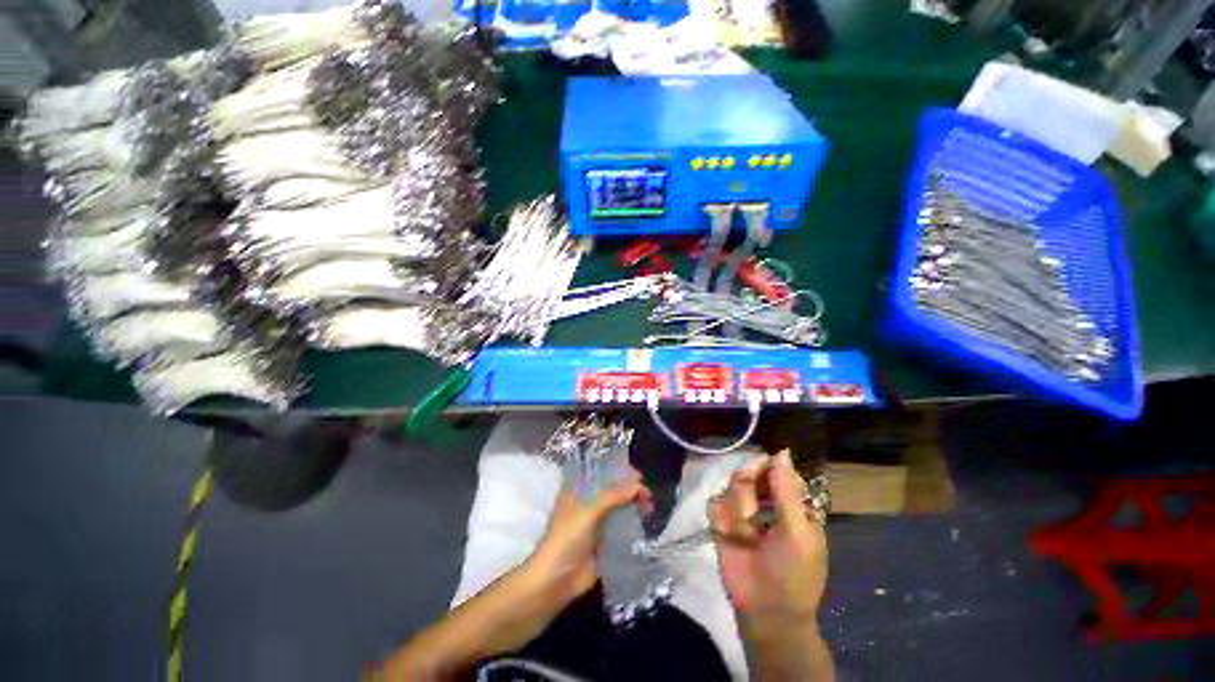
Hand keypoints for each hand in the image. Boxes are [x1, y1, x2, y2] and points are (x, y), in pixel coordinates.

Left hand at [527, 471, 653, 604]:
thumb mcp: (590, 510)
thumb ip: (614, 495)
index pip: (600, 471)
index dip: (619, 471)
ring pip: (617, 507)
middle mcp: (586, 502)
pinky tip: (644, 522)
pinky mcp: (602, 541)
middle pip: (611, 489)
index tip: (638, 475)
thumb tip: (639, 484)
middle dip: (630, 489)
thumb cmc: (567, 537)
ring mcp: (594, 522)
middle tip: (648, 494)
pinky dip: (632, 522)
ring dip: (633, 504)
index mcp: (577, 489)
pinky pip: (620, 526)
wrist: (556, 580)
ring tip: (649, 508)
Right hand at [708, 450, 826, 635]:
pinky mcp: (723, 523)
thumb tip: (782, 451)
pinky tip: (727, 529)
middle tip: (751, 505)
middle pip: (752, 472)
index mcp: (792, 505)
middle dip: (749, 483)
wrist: (765, 611)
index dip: (769, 467)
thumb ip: (787, 490)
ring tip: (744, 525)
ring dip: (736, 501)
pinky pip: (715, 502)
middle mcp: (766, 503)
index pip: (779, 470)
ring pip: (732, 485)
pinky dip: (720, 512)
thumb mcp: (797, 531)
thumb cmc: (793, 573)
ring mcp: (743, 512)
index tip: (761, 470)